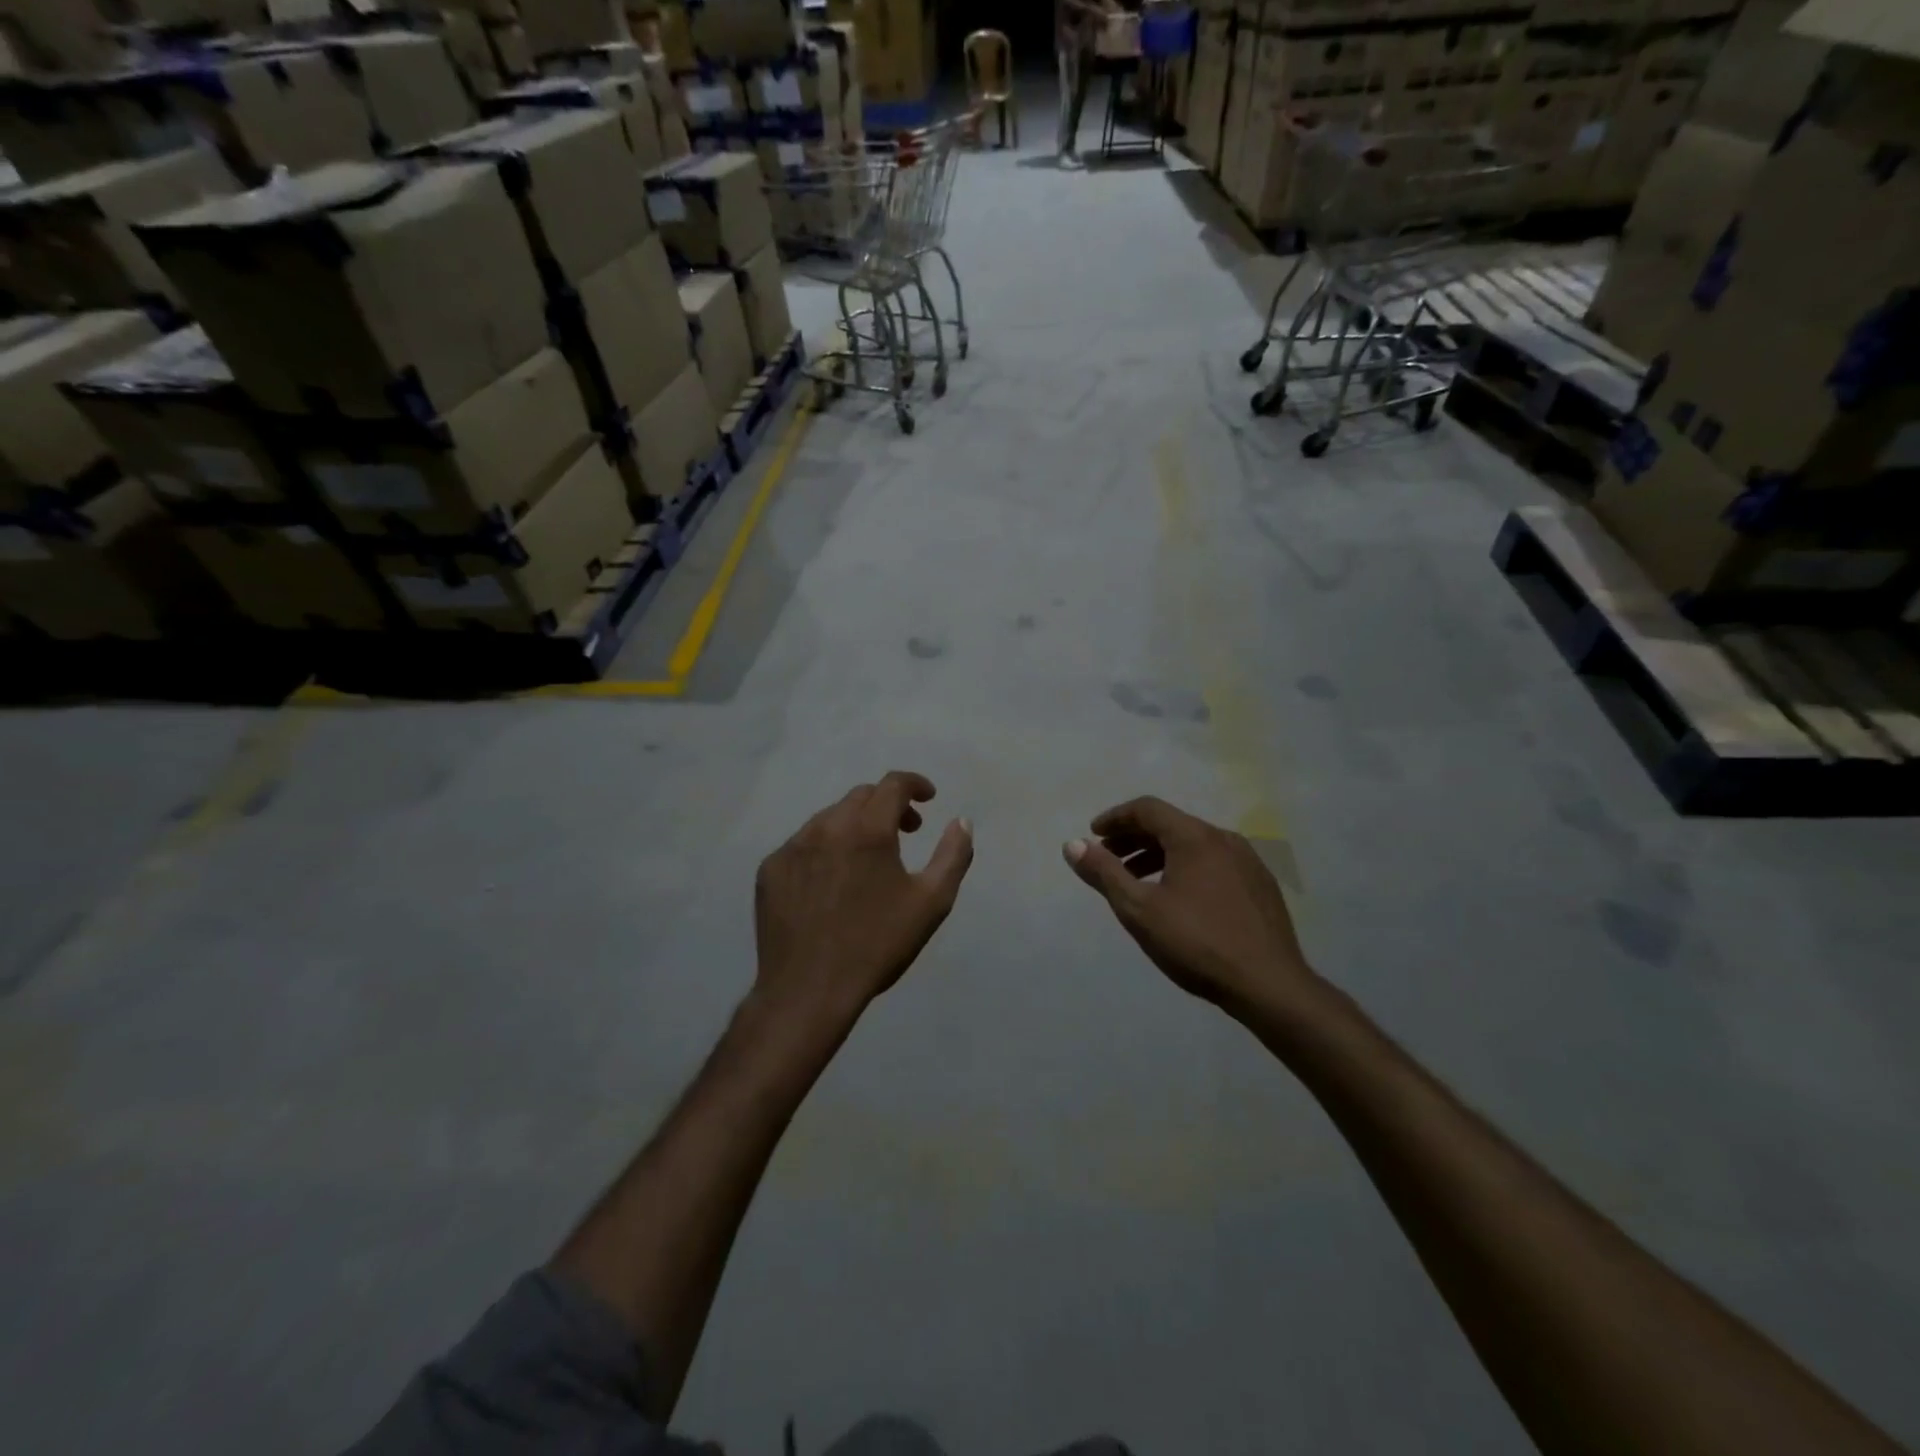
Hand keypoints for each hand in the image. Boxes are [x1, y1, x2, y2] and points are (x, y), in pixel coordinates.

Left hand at [754, 772, 973, 1023]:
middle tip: (906, 832)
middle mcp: (826, 826)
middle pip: (861, 797)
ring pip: (829, 818)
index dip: (915, 784)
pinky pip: (803, 844)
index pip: (893, 784)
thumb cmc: (877, 945)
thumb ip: (953, 854)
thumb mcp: (932, 902)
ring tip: (868, 859)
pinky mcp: (770, 869)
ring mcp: (792, 847)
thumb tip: (961, 821)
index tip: (928, 799)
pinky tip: (832, 882)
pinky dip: (824, 848)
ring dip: (855, 825)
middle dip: (888, 805)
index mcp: (867, 829)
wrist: (809, 991)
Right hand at [1064, 796, 1315, 1016]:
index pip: (1147, 808)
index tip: (1094, 835)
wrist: (1270, 985)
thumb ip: (1104, 873)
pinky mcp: (1260, 885)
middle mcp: (1223, 838)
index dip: (1115, 818)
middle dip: (1134, 838)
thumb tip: (1072, 845)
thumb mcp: (1139, 909)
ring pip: (1193, 845)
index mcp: (1194, 837)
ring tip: (1137, 881)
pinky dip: (1186, 868)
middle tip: (1108, 858)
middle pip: (1170, 824)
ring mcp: (1247, 861)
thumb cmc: (1197, 943)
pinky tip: (1179, 898)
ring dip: (1159, 855)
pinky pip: (1214, 863)